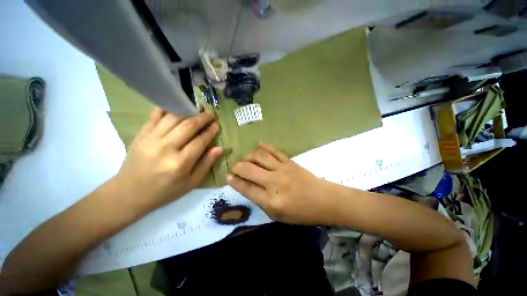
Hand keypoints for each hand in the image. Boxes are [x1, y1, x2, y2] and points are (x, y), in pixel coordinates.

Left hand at [114, 107, 222, 212]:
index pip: (200, 141)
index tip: (217, 125)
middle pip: (188, 126)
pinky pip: (154, 116)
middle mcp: (166, 148)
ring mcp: (150, 139)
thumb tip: (220, 148)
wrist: (129, 193)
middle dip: (202, 118)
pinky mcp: (141, 135)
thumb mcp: (191, 183)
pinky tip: (176, 105)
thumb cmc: (164, 191)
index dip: (210, 131)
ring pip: (173, 118)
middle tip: (211, 114)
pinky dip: (166, 108)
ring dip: (188, 111)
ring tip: (197, 108)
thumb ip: (206, 164)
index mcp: (180, 163)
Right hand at [227, 143, 334, 224]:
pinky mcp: (289, 161)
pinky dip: (264, 146)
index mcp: (271, 201)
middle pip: (248, 169)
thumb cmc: (300, 212)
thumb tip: (247, 186)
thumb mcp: (277, 215)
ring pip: (259, 156)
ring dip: (248, 156)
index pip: (246, 188)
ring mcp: (282, 169)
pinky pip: (274, 150)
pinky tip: (259, 145)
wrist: (323, 200)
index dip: (234, 181)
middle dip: (237, 167)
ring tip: (246, 159)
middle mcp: (274, 182)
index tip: (227, 177)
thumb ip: (260, 201)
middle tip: (234, 168)